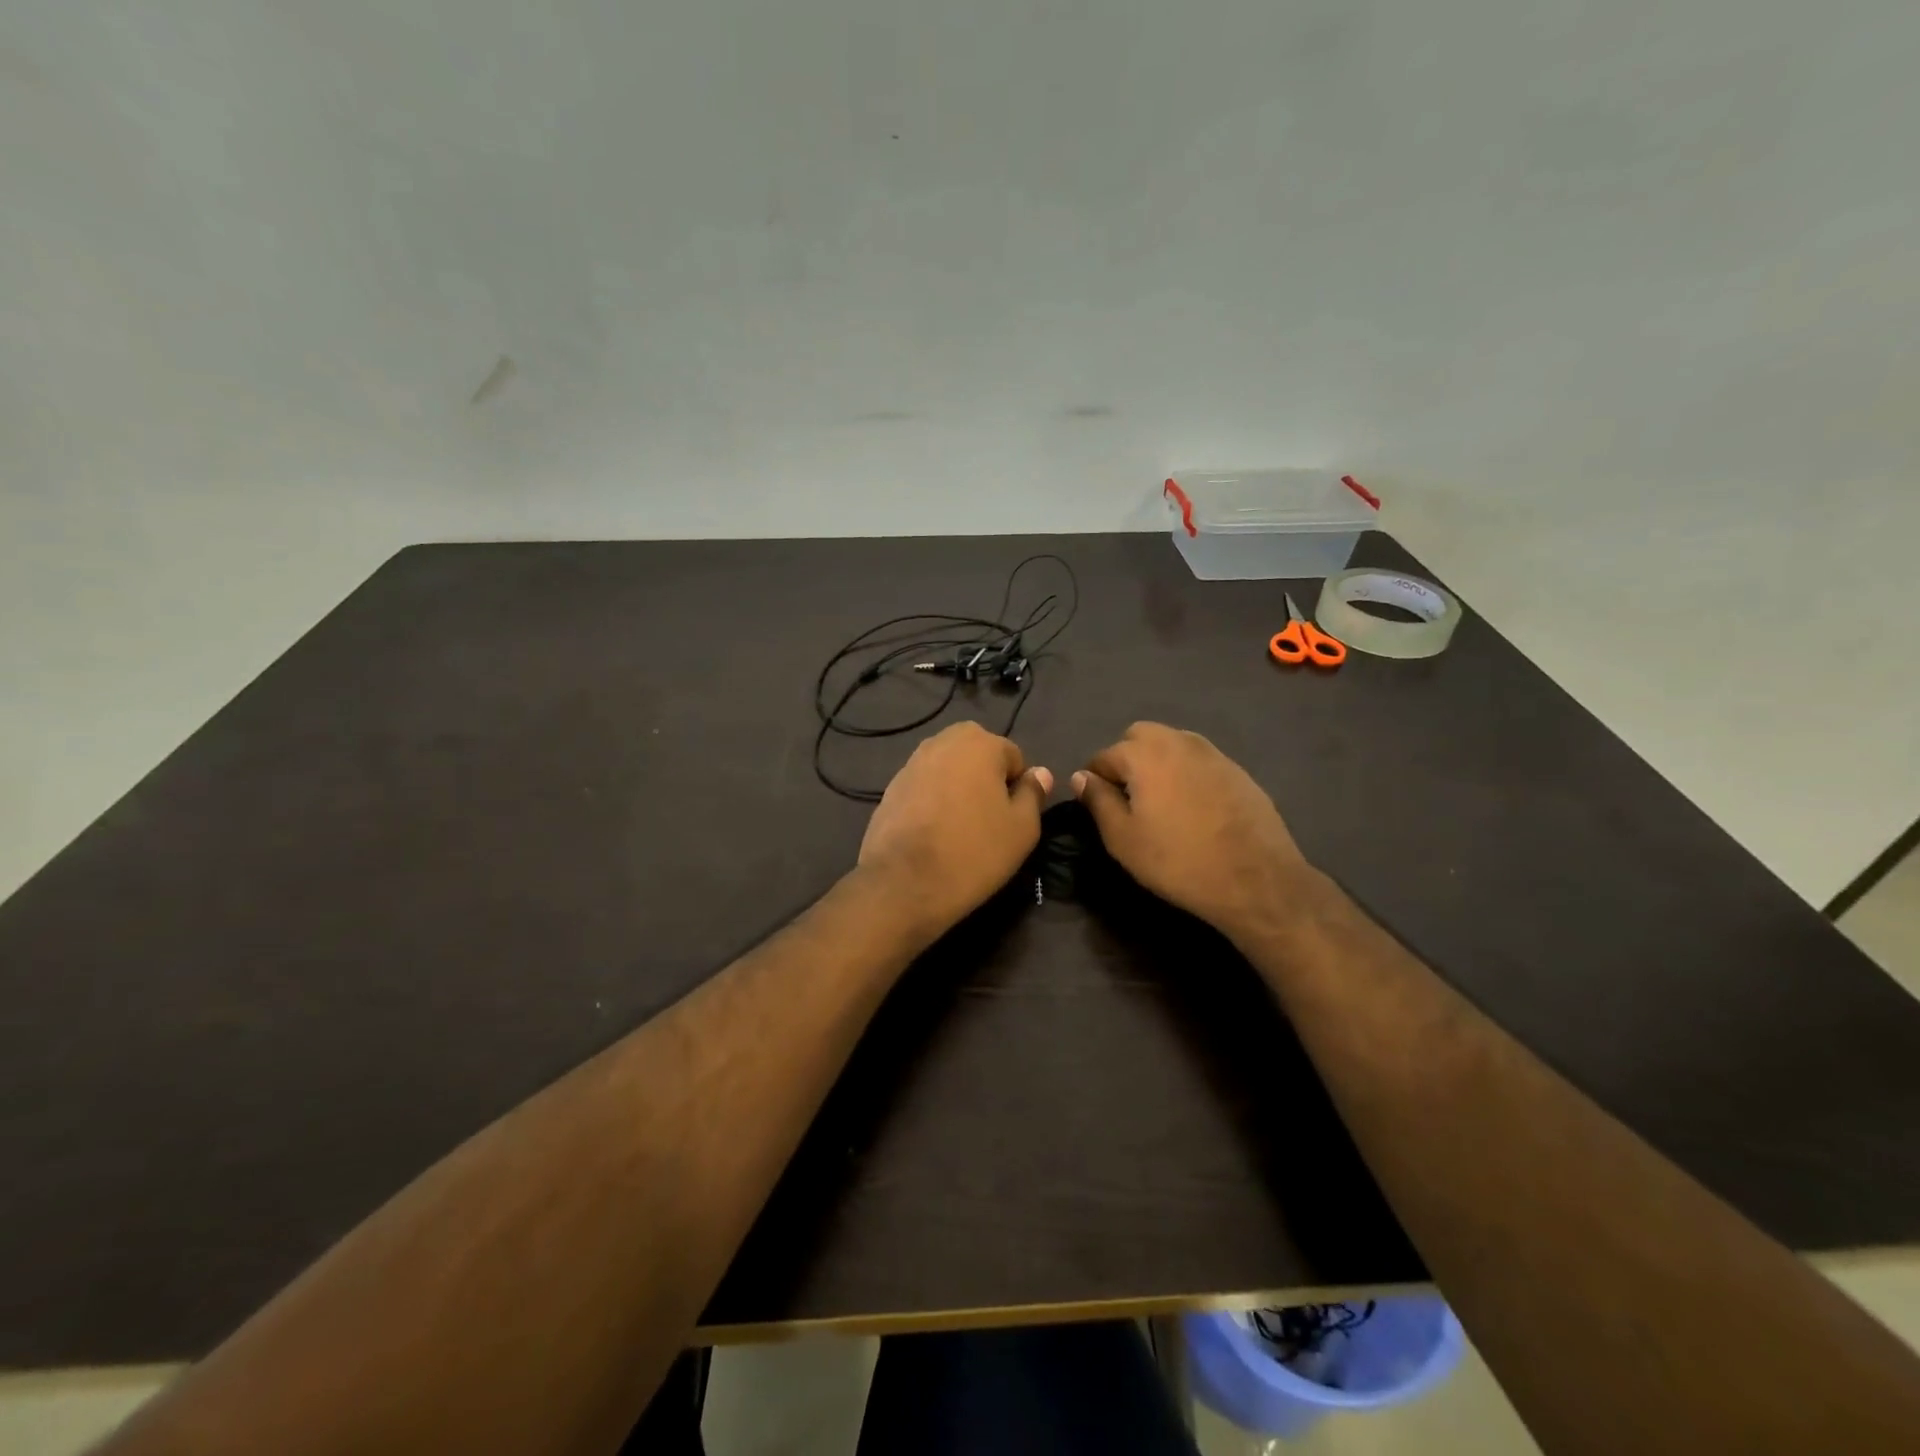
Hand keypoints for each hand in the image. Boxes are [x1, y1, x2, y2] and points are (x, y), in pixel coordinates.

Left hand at [858, 722, 1051, 937]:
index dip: (1017, 787)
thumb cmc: (974, 851)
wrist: (904, 883)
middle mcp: (943, 741)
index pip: (1013, 756)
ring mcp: (912, 762)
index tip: (1010, 817)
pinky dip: (932, 800)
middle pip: (977, 754)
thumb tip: (1039, 772)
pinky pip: (924, 786)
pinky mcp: (890, 786)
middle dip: (986, 778)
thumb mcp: (1022, 828)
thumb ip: (1033, 793)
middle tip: (988, 819)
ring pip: (948, 768)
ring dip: (958, 787)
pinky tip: (933, 831)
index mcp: (979, 742)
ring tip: (959, 826)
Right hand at [1072, 722, 1313, 943]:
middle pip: (1138, 737)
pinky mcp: (1237, 769)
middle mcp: (1178, 741)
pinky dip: (1186, 773)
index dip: (1094, 781)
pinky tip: (1192, 807)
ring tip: (1160, 802)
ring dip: (1157, 762)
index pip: (1103, 756)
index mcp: (1145, 753)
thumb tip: (1081, 777)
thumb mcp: (1123, 839)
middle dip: (1126, 760)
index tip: (1098, 807)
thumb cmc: (1178, 860)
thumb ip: (1098, 801)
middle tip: (1128, 799)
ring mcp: (1212, 752)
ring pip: (1171, 744)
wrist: (1256, 879)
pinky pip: (1198, 760)